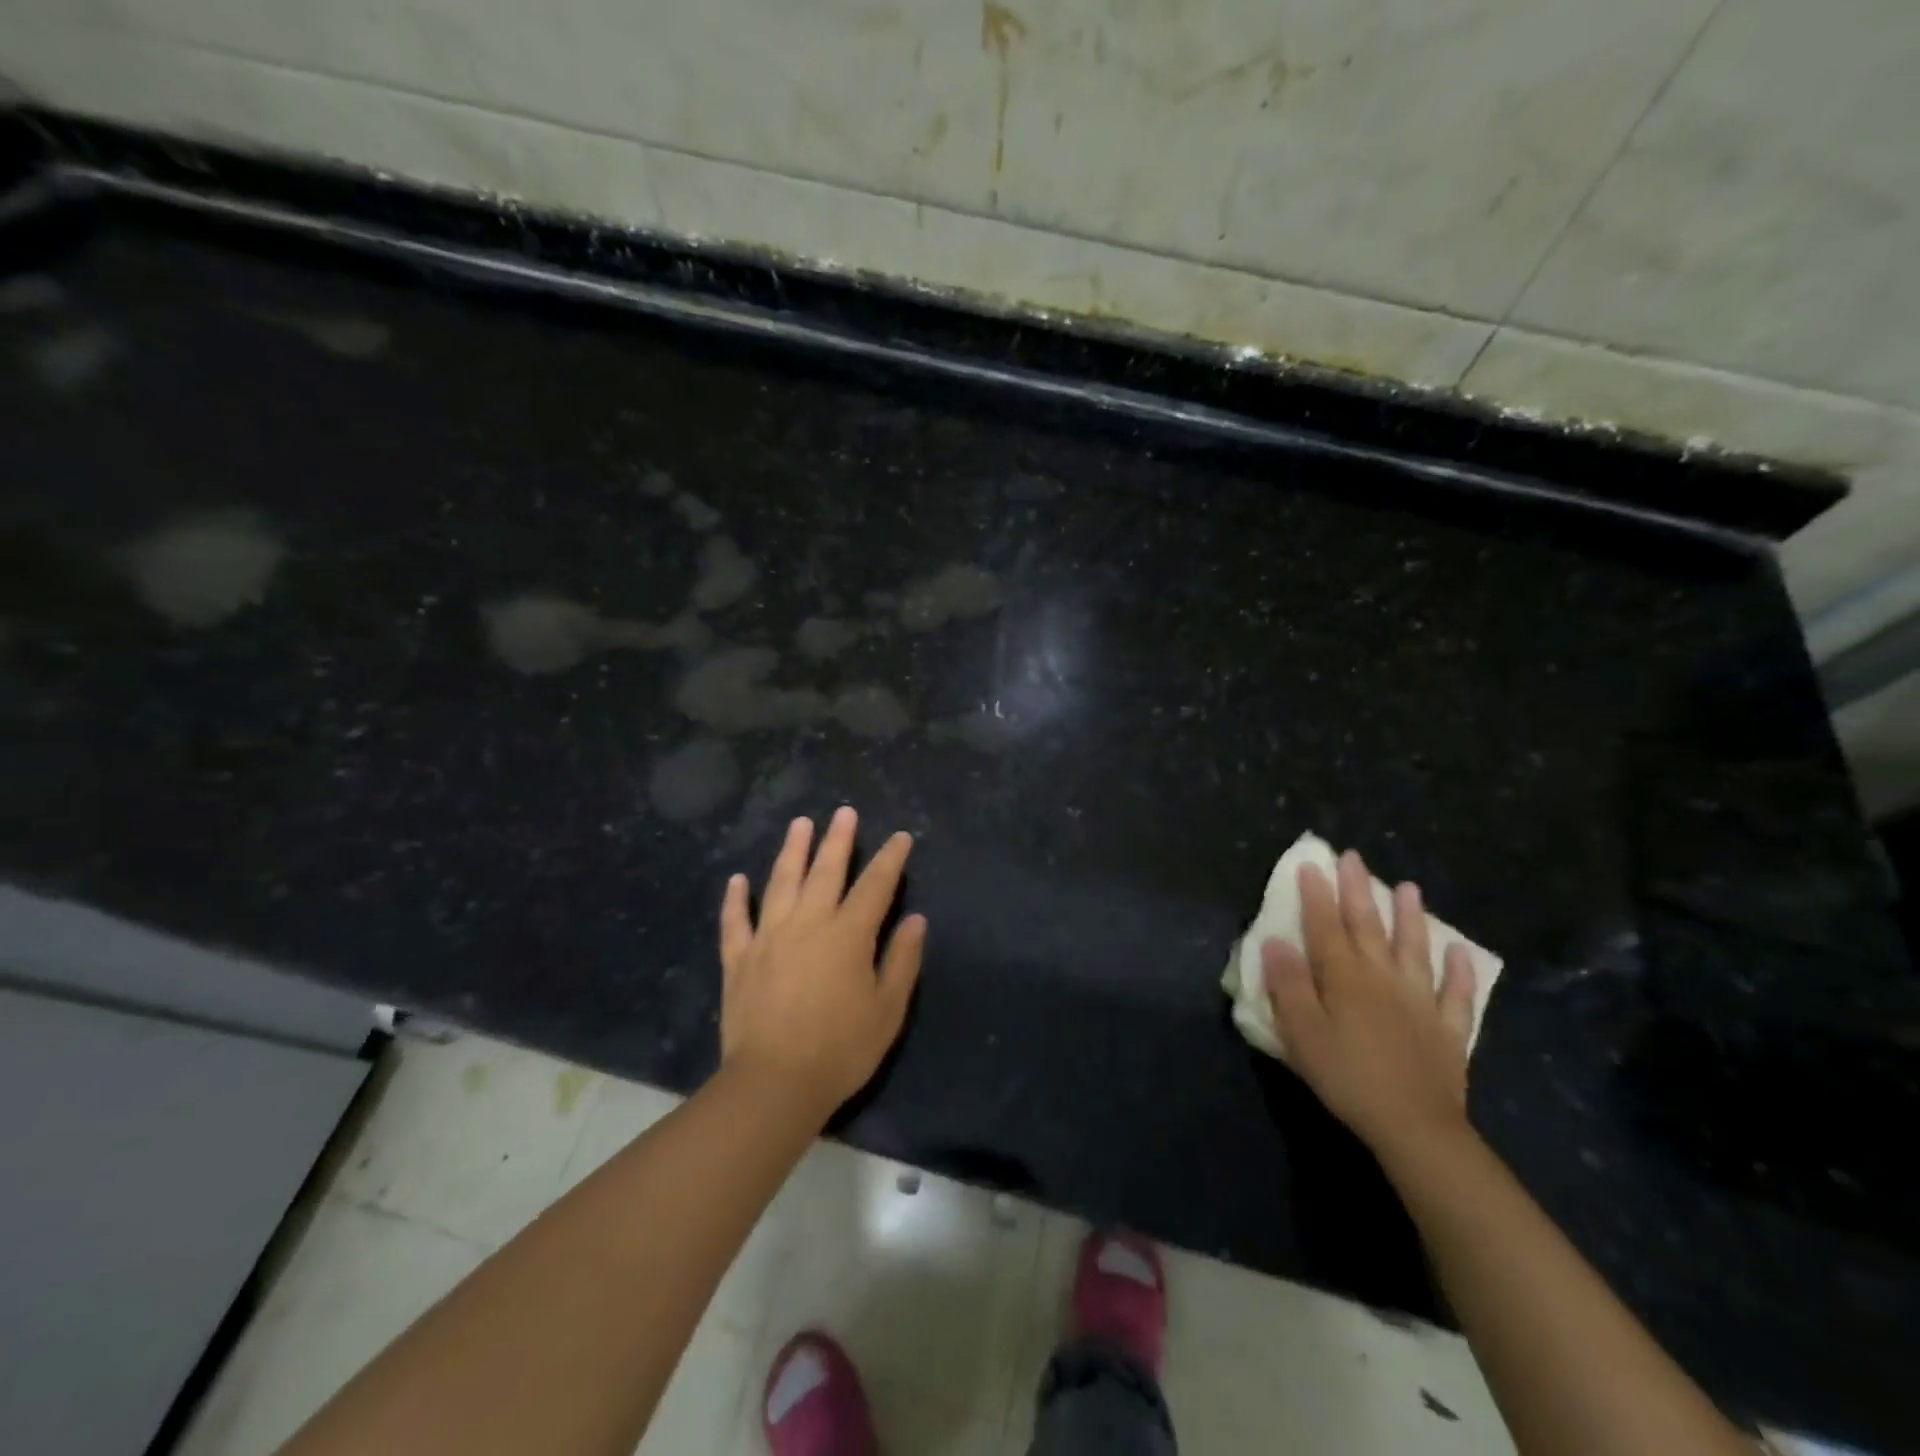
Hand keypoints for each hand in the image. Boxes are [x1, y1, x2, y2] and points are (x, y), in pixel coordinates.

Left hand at [718, 806, 925, 1117]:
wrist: (774, 1084)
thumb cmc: (841, 1049)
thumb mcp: (888, 1009)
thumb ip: (902, 960)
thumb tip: (915, 919)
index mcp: (848, 934)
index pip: (875, 885)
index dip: (890, 859)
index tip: (900, 838)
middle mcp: (808, 923)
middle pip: (825, 871)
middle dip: (838, 839)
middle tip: (844, 813)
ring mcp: (768, 937)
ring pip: (780, 882)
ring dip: (791, 851)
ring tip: (799, 824)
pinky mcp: (738, 959)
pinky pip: (735, 921)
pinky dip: (735, 899)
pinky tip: (736, 880)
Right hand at [1261, 850, 1476, 1160]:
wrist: (1415, 1127)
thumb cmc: (1347, 1077)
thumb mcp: (1302, 1033)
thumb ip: (1288, 985)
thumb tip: (1274, 941)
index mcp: (1344, 978)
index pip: (1325, 926)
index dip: (1316, 895)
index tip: (1310, 865)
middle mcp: (1383, 978)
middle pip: (1368, 926)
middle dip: (1358, 889)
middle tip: (1353, 857)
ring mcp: (1420, 1000)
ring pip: (1414, 948)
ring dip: (1411, 917)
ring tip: (1410, 887)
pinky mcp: (1448, 1028)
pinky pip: (1456, 993)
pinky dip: (1460, 971)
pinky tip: (1460, 952)